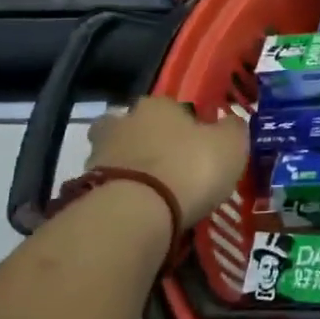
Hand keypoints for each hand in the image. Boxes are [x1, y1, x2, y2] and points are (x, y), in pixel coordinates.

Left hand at [86, 96, 248, 226]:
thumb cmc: (190, 168)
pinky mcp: (86, 189)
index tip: (200, 145)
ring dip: (134, 169)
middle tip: (170, 164)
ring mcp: (100, 155)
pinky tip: (142, 210)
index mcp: (158, 105)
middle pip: (136, 127)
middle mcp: (124, 122)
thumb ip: (233, 129)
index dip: (187, 124)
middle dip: (149, 141)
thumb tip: (231, 122)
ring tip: (156, 193)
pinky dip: (124, 195)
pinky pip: (111, 187)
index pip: (173, 106)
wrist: (136, 212)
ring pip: (119, 156)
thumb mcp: (231, 145)